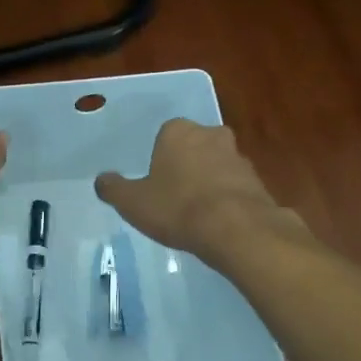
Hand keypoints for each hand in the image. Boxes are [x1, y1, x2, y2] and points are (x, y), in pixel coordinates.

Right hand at [95, 119, 299, 261]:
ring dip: (208, 183)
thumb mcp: (132, 202)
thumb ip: (113, 188)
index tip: (154, 184)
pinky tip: (217, 223)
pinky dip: (226, 199)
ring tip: (195, 215)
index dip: (158, 160)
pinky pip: (234, 187)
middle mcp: (211, 134)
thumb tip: (102, 180)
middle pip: (193, 148)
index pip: (164, 136)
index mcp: (178, 131)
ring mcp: (239, 156)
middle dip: (185, 167)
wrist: (236, 229)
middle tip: (173, 197)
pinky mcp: (258, 181)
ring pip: (216, 166)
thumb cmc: (177, 207)